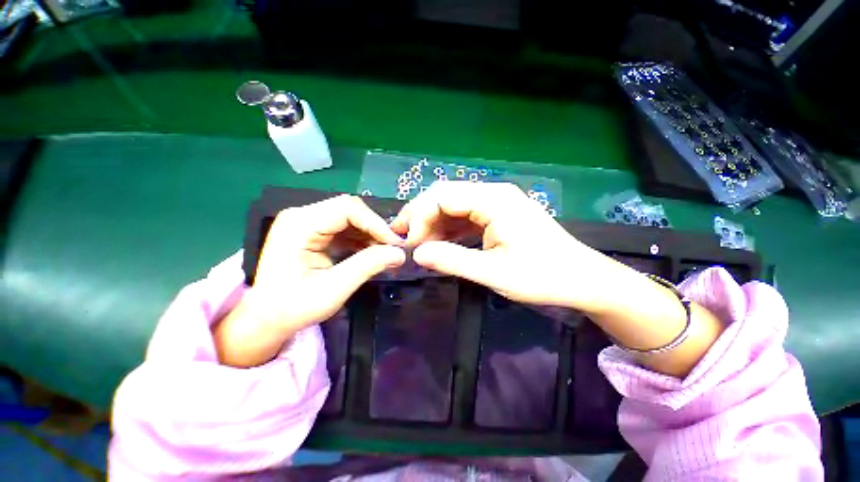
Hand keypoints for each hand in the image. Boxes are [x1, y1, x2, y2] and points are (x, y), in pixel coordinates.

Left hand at [215, 195, 404, 366]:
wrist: (265, 318)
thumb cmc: (293, 307)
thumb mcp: (334, 288)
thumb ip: (368, 266)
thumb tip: (400, 253)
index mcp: (300, 225)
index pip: (347, 209)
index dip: (376, 223)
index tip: (395, 244)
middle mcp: (302, 216)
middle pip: (350, 209)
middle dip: (375, 228)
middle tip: (393, 249)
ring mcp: (306, 222)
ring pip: (350, 217)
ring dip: (370, 234)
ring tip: (385, 253)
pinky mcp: (313, 232)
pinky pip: (344, 228)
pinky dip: (361, 239)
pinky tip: (371, 253)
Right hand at [391, 181, 616, 310]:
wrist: (582, 279)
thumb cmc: (542, 276)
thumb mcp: (494, 273)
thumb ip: (452, 260)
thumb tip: (416, 254)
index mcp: (494, 200)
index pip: (443, 196)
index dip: (419, 216)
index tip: (409, 243)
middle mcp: (494, 194)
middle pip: (446, 195)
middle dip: (421, 215)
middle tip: (403, 238)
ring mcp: (498, 203)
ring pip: (454, 205)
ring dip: (433, 222)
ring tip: (418, 244)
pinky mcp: (499, 215)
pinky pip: (466, 215)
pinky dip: (449, 228)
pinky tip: (440, 242)